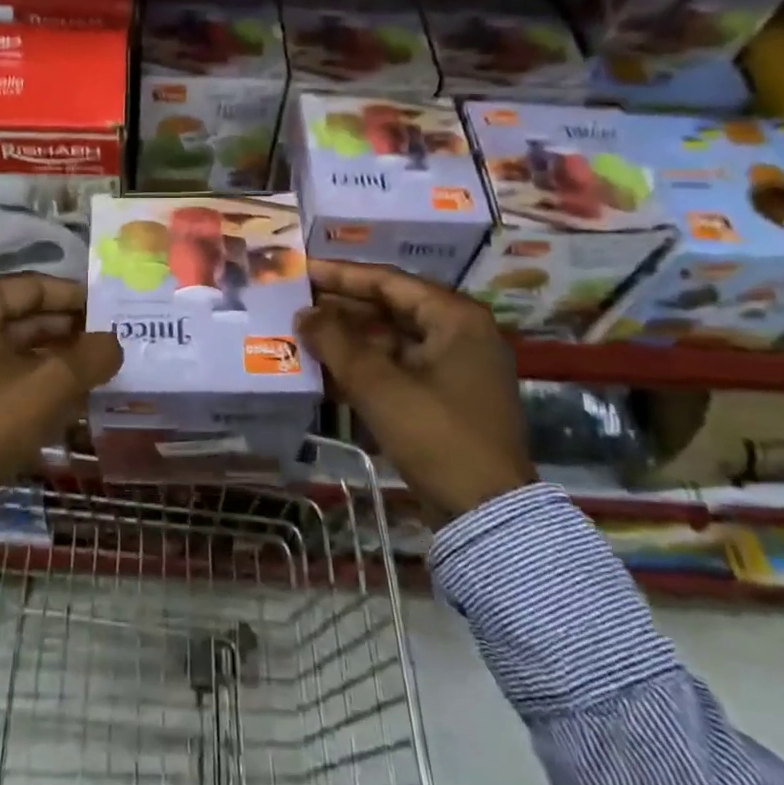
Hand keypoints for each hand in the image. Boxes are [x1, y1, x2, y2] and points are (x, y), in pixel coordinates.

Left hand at [0, 275, 122, 522]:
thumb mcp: (47, 389)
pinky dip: (14, 374)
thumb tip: (113, 343)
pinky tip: (47, 396)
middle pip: (15, 315)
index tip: (108, 313)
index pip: (34, 288)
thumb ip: (90, 358)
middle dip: (62, 331)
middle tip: (102, 345)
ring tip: (83, 373)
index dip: (76, 300)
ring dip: (42, 356)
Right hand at [295, 260, 535, 524]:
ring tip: (303, 334)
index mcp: (455, 318)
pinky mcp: (445, 398)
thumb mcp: (378, 385)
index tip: (304, 270)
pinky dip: (364, 367)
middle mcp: (460, 334)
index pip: (389, 281)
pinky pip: (398, 368)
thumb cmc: (435, 435)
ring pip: (391, 340)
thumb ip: (335, 342)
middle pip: (390, 308)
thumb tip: (303, 313)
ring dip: (349, 339)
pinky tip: (325, 370)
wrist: (485, 514)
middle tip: (297, 302)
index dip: (342, 275)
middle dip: (342, 308)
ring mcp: (455, 368)